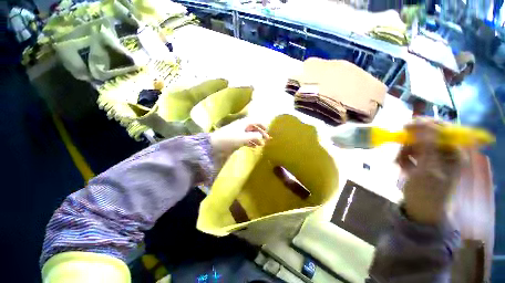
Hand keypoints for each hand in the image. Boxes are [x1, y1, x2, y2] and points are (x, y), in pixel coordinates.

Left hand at [209, 118, 270, 165]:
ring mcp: (238, 132)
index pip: (256, 121)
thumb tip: (261, 136)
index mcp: (244, 123)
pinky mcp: (235, 139)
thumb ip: (254, 136)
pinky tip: (254, 146)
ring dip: (256, 139)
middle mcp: (242, 126)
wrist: (215, 145)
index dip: (262, 125)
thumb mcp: (244, 137)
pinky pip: (245, 139)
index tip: (268, 130)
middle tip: (267, 139)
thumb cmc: (230, 139)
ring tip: (261, 145)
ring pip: (250, 134)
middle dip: (260, 133)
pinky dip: (250, 142)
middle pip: (254, 128)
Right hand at [396, 120, 466, 224]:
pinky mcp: (423, 162)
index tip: (408, 125)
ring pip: (417, 144)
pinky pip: (411, 152)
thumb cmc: (428, 191)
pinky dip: (404, 157)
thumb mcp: (428, 168)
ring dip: (405, 151)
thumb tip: (422, 123)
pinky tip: (401, 166)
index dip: (427, 124)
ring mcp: (434, 157)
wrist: (421, 209)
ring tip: (398, 162)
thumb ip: (427, 144)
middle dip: (412, 141)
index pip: (444, 129)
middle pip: (428, 135)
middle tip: (400, 145)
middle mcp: (446, 152)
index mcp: (455, 153)